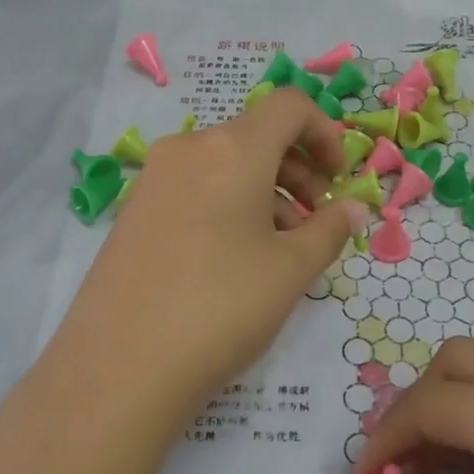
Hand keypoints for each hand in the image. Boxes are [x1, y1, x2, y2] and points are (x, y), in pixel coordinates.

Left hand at [49, 89, 368, 418]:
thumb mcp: (291, 270)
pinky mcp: (133, 212)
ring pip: (225, 166)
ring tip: (280, 251)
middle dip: (299, 171)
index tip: (338, 182)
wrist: (119, 367)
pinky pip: (195, 189)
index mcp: (232, 149)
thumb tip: (353, 208)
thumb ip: (330, 230)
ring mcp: (154, 180)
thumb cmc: (222, 307)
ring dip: (265, 193)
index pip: (290, 106)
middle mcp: (188, 149)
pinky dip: (228, 206)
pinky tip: (234, 261)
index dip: (326, 134)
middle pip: (257, 136)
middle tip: (316, 222)